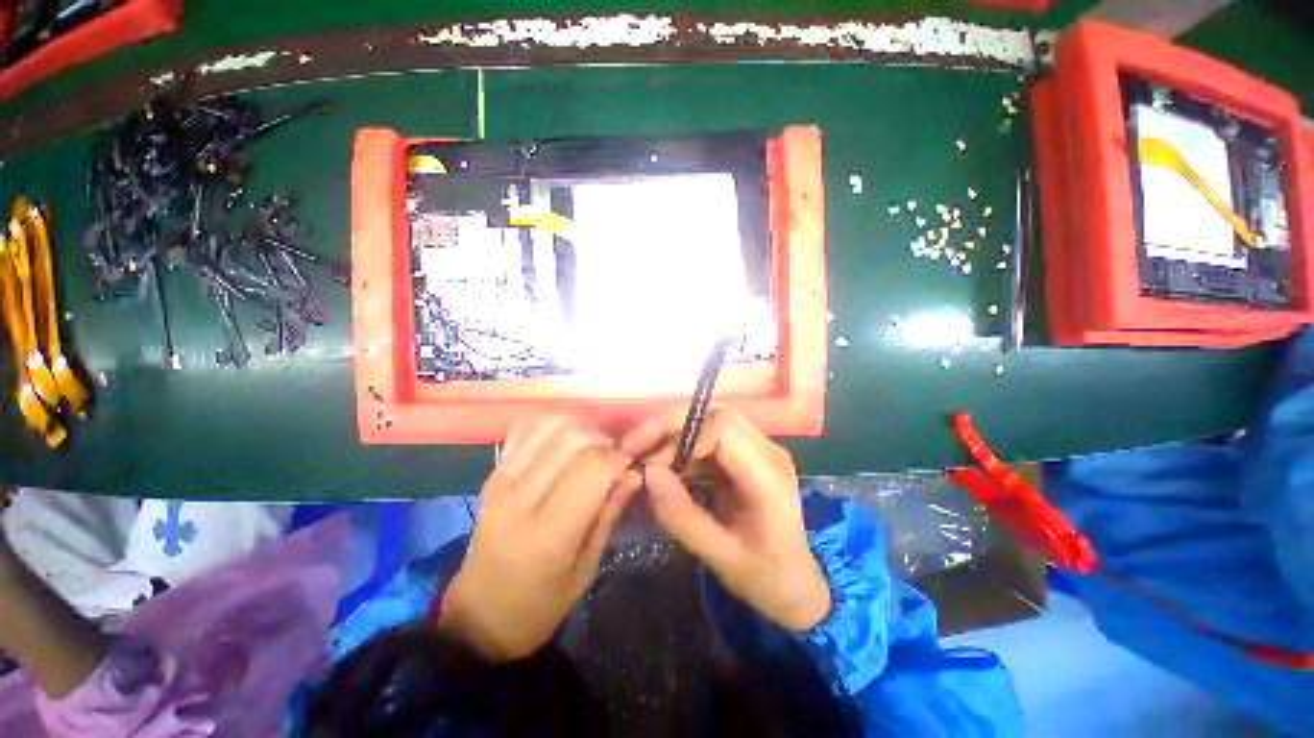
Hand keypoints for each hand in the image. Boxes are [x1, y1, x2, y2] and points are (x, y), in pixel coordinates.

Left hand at [439, 415, 634, 661]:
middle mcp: (521, 497)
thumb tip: (634, 472)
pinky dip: (551, 422)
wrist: (479, 616)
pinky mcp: (493, 472)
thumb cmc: (539, 605)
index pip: (593, 468)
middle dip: (604, 440)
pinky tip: (564, 437)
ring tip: (591, 446)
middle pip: (574, 439)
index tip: (630, 466)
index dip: (619, 459)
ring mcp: (502, 479)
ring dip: (581, 427)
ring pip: (551, 425)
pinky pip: (525, 427)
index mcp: (549, 532)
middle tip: (613, 458)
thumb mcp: (585, 569)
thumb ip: (609, 514)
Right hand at [621, 409, 830, 631]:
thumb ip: (682, 515)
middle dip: (671, 425)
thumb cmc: (765, 577)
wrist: (797, 585)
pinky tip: (668, 468)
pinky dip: (685, 448)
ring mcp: (760, 450)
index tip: (648, 462)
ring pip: (712, 421)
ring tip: (646, 459)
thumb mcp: (719, 557)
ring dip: (675, 435)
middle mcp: (768, 452)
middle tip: (635, 446)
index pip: (723, 429)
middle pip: (716, 415)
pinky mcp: (749, 455)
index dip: (681, 436)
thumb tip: (647, 473)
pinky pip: (712, 438)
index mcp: (768, 477)